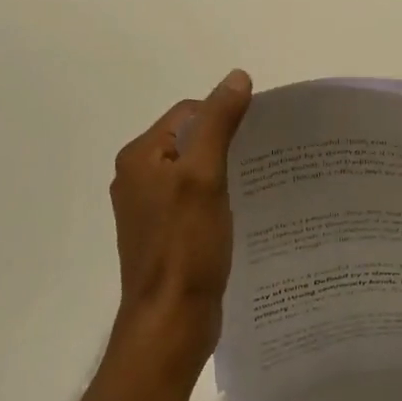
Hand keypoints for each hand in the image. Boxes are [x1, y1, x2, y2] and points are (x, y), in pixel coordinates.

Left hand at [109, 70, 253, 370]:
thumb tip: (237, 77)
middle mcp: (138, 178)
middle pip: (191, 140)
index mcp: (140, 157)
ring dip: (225, 172)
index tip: (258, 135)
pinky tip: (241, 210)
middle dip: (227, 144)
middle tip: (264, 158)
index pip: (188, 113)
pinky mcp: (164, 235)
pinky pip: (195, 200)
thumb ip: (218, 123)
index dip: (224, 117)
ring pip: (194, 172)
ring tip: (258, 183)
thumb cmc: (186, 246)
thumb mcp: (205, 175)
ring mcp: (150, 209)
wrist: (171, 323)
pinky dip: (218, 198)